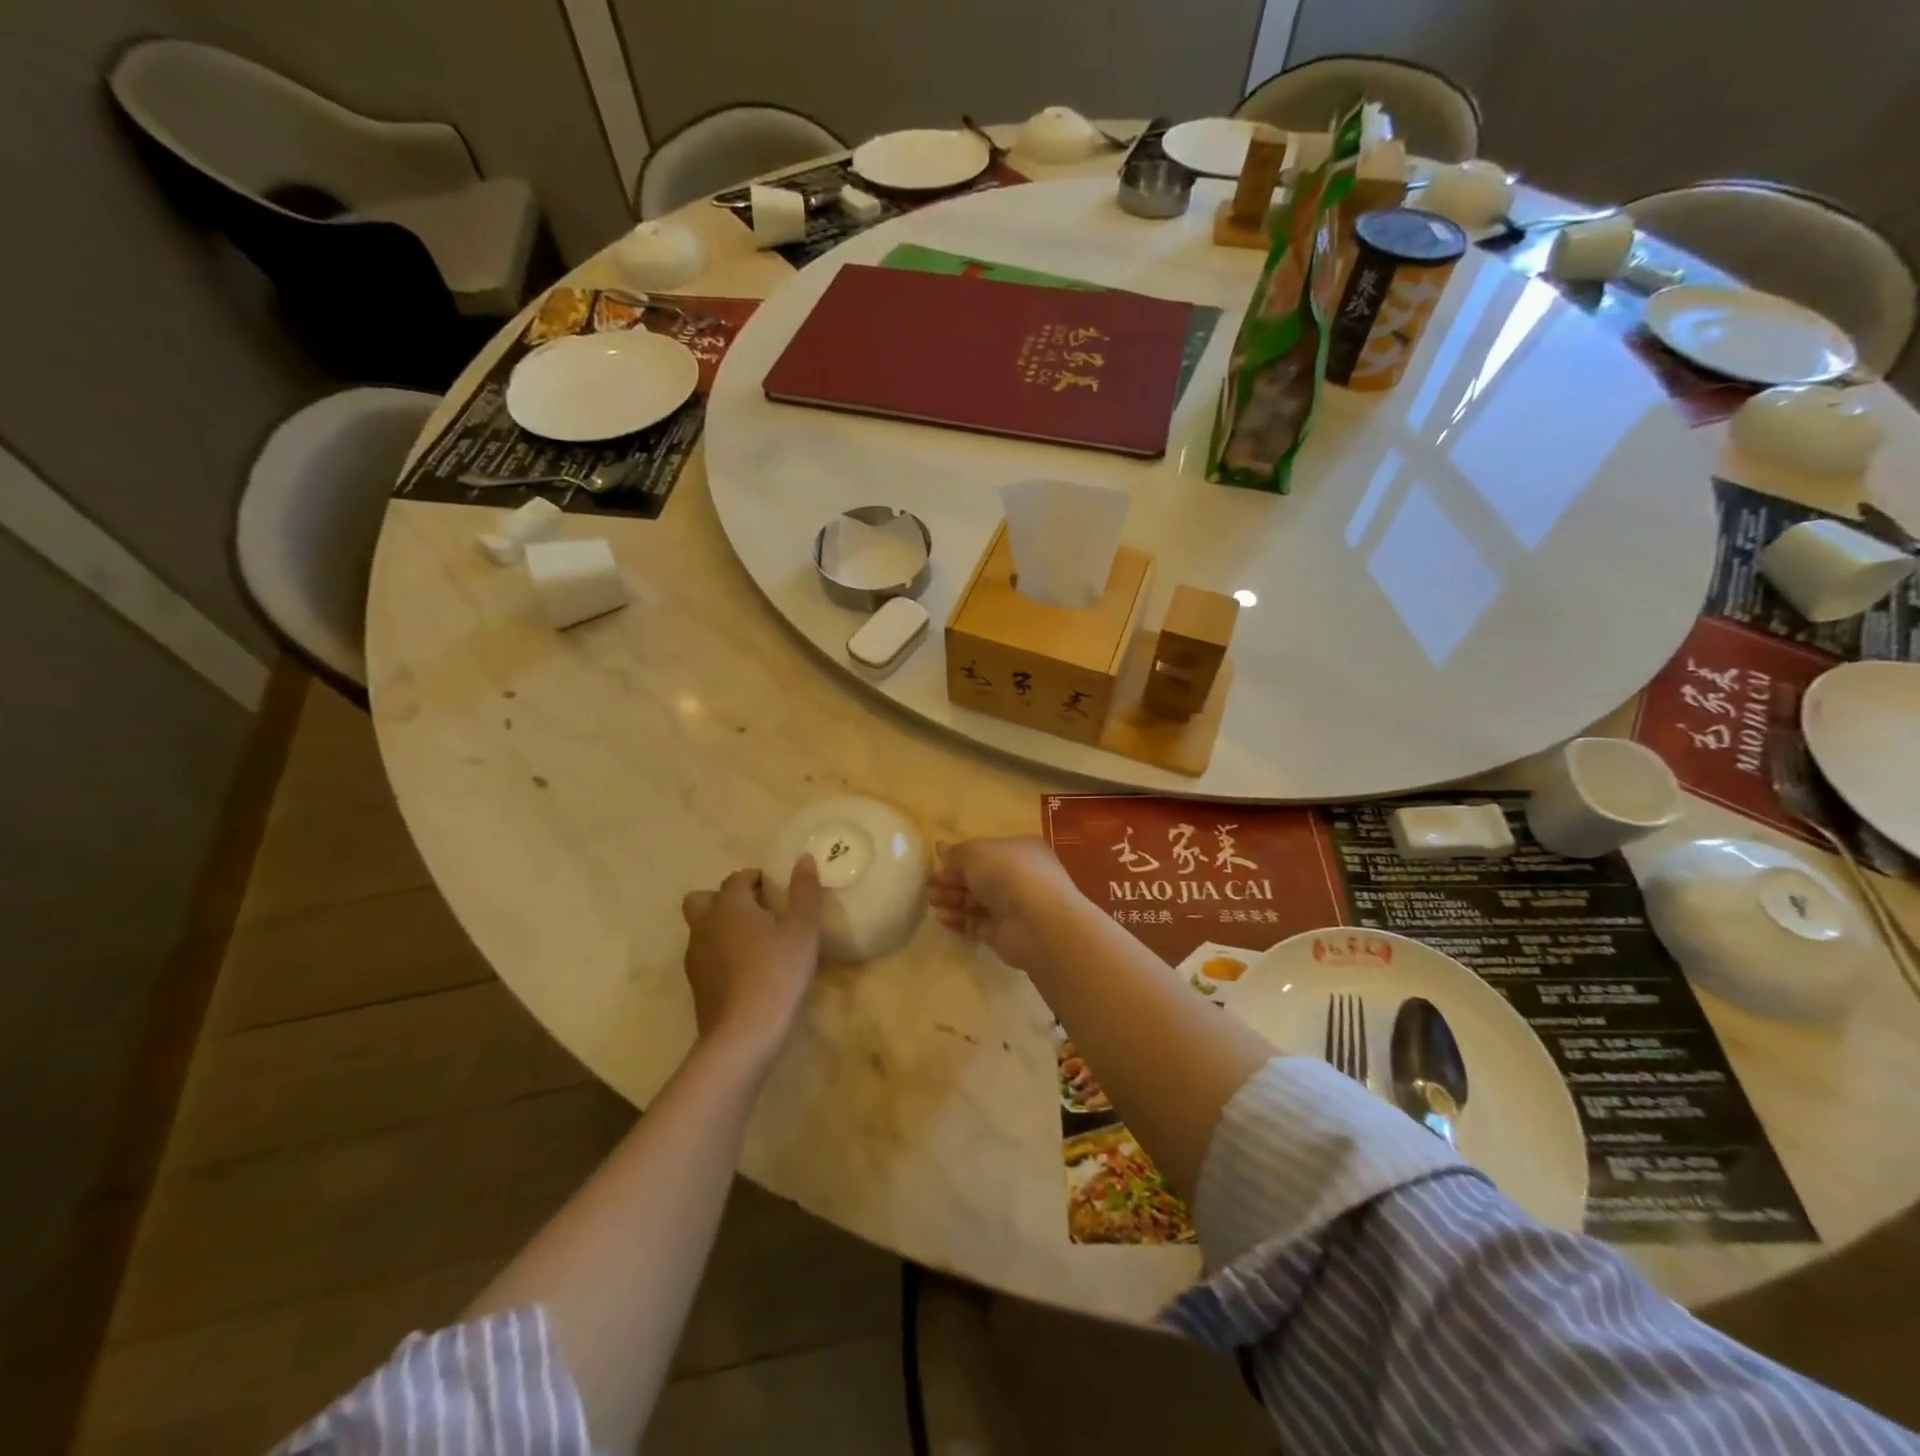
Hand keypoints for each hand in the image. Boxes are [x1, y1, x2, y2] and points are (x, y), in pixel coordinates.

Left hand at [682, 858, 822, 1066]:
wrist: (742, 1035)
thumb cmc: (778, 974)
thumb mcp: (803, 930)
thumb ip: (805, 892)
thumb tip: (804, 858)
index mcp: (729, 906)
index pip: (737, 878)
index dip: (756, 878)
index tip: (776, 888)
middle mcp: (705, 925)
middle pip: (702, 899)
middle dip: (725, 898)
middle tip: (756, 910)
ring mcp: (695, 957)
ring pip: (701, 928)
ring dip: (721, 925)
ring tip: (754, 941)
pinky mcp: (696, 984)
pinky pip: (705, 955)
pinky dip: (720, 952)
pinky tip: (745, 969)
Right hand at [928, 836, 1084, 975]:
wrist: (1037, 922)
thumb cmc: (1008, 874)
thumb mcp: (976, 853)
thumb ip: (956, 853)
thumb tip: (941, 848)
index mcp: (1018, 850)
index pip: (986, 852)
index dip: (961, 857)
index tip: (938, 862)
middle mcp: (1018, 876)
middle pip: (979, 877)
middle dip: (953, 879)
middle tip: (930, 884)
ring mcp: (1013, 906)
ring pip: (976, 901)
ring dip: (953, 899)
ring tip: (931, 901)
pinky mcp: (1004, 933)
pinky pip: (977, 923)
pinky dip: (959, 920)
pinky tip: (942, 919)